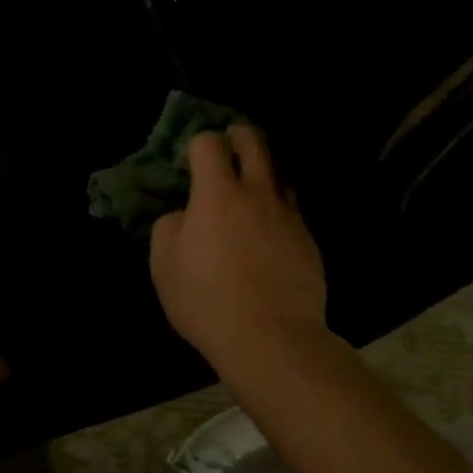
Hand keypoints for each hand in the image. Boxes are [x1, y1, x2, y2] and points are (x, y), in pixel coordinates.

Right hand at [150, 125, 328, 367]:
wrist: (271, 337)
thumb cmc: (206, 299)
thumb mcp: (163, 264)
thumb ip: (169, 226)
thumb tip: (184, 214)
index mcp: (217, 194)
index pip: (209, 144)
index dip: (197, 143)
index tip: (190, 158)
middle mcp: (257, 194)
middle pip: (255, 145)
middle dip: (240, 135)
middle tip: (230, 139)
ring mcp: (289, 216)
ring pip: (280, 175)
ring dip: (264, 170)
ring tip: (252, 183)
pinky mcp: (309, 241)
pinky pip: (292, 210)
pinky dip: (278, 208)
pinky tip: (268, 229)